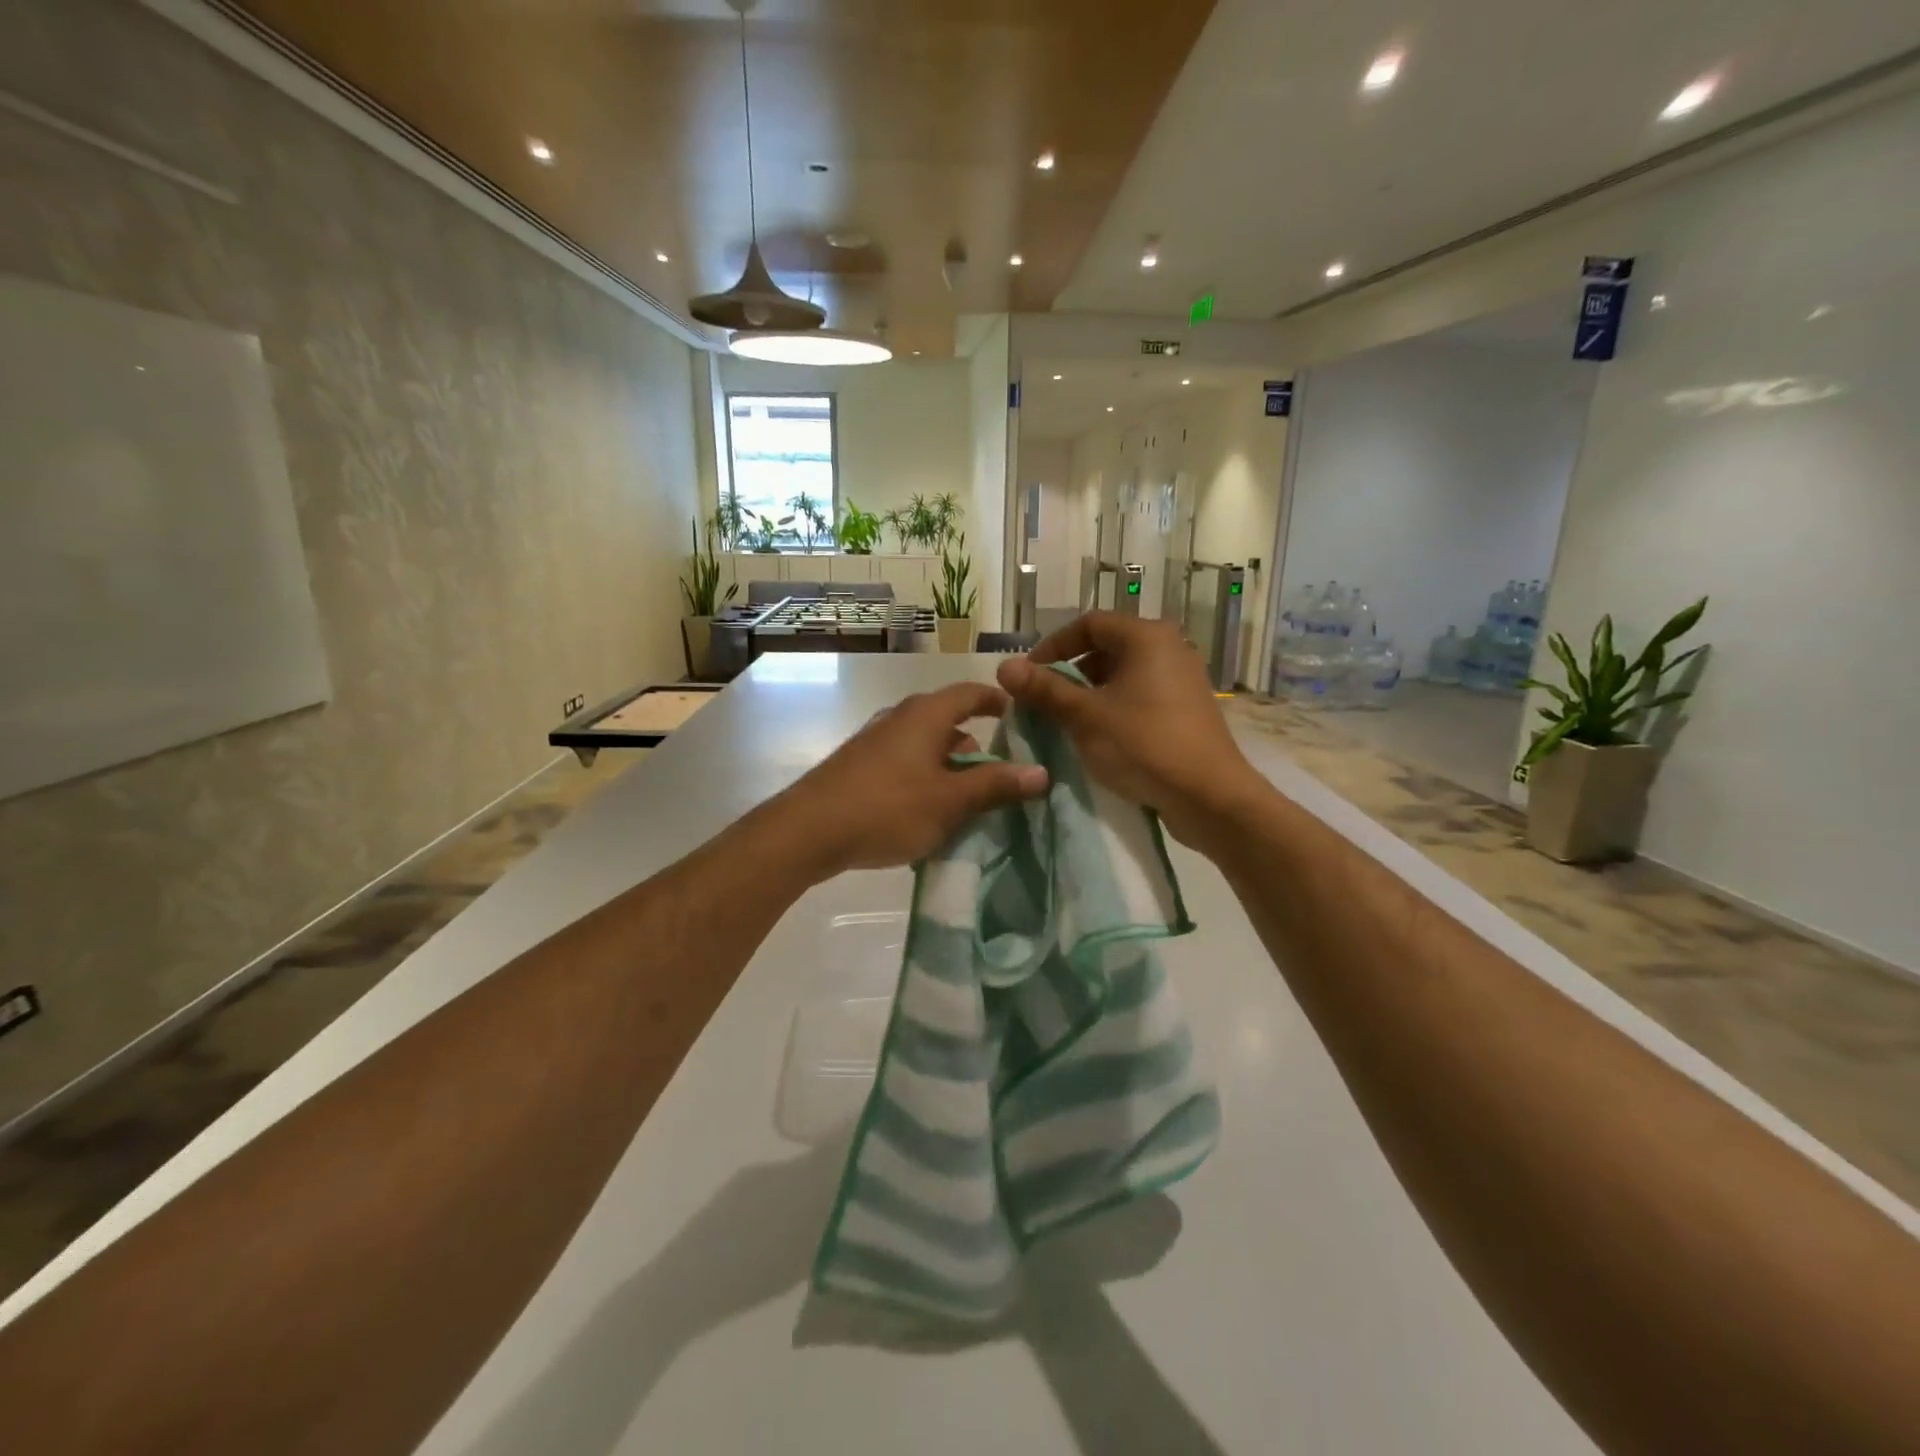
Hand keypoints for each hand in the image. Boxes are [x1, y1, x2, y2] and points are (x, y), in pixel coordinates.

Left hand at [779, 681, 1048, 873]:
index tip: (1019, 716)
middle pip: (948, 721)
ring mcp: (876, 741)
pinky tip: (928, 812)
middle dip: (976, 746)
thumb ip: (996, 785)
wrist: (808, 830)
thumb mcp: (950, 800)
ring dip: (949, 767)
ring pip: (925, 746)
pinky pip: (904, 764)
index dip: (997, 701)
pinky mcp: (859, 766)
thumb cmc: (888, 807)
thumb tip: (1041, 772)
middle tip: (1002, 774)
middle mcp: (900, 718)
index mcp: (926, 714)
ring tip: (969, 800)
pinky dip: (925, 779)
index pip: (970, 693)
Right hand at [996, 613, 1264, 849]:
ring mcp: (1182, 678)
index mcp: (1147, 637)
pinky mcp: (1187, 708)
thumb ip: (1044, 689)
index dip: (1053, 645)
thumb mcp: (1085, 716)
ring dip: (1089, 692)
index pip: (1089, 623)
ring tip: (1066, 721)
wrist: (1209, 796)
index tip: (1029, 674)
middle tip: (1043, 701)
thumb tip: (1004, 667)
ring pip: (1123, 674)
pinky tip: (1099, 736)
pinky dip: (1113, 706)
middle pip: (1107, 647)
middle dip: (1070, 672)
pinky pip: (1140, 694)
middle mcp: (1169, 648)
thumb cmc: (1143, 745)